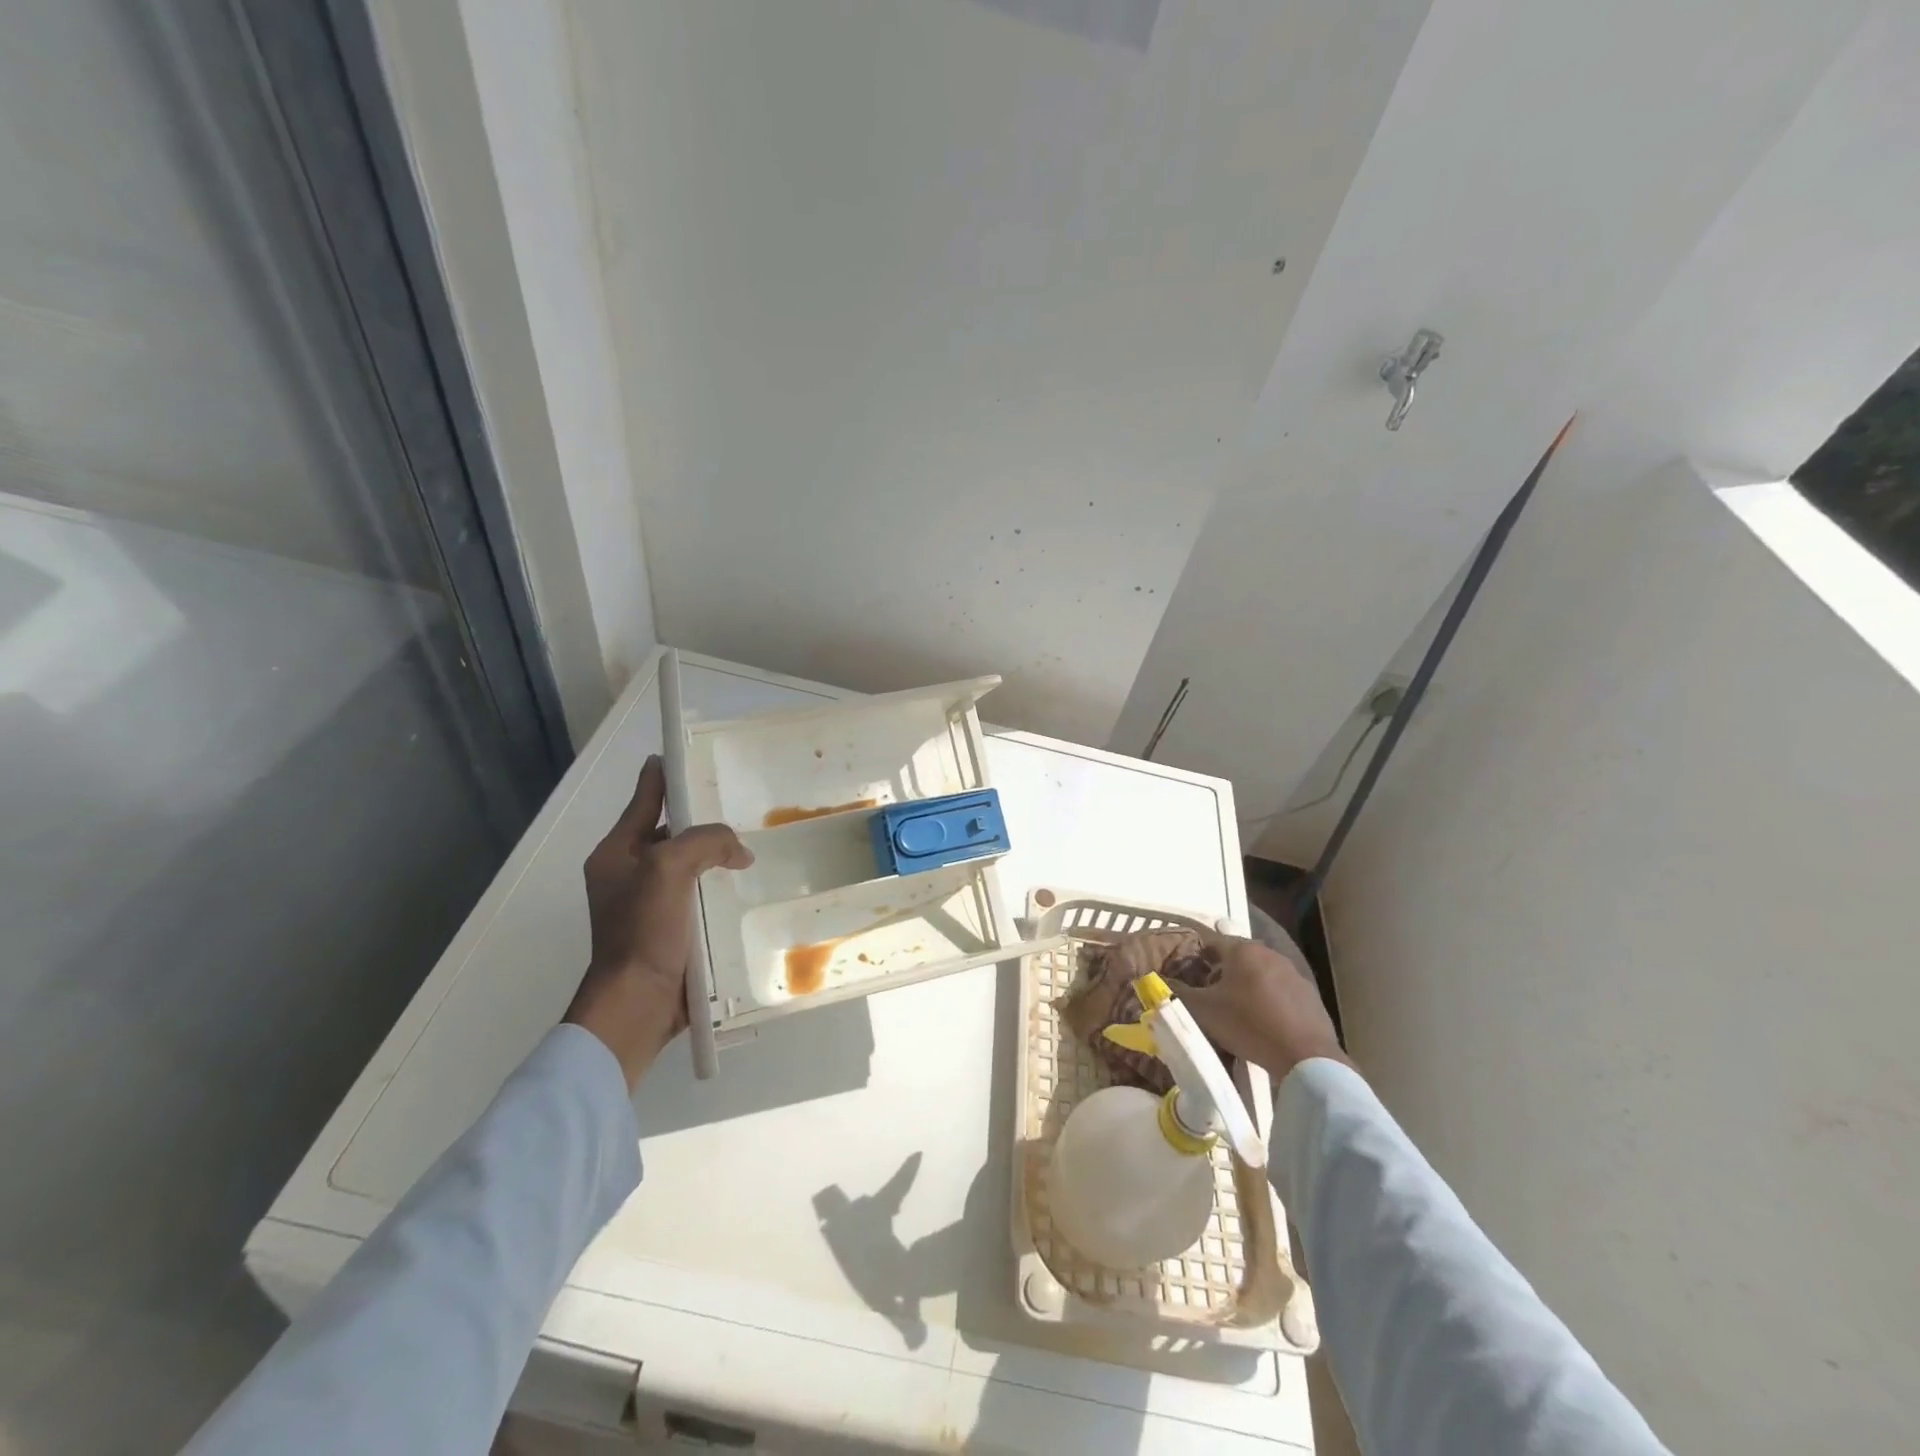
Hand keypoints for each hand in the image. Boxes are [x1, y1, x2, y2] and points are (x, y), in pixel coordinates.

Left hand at [564, 755, 753, 1087]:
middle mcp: (629, 873)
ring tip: (752, 848)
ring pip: (688, 865)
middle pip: (670, 831)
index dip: (666, 774)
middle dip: (702, 820)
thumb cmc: (643, 930)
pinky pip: (697, 895)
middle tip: (741, 807)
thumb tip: (737, 851)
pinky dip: (718, 888)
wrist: (637, 1004)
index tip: (690, 754)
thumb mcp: (670, 869)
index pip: (644, 798)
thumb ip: (705, 842)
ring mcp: (649, 903)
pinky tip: (745, 887)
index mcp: (617, 852)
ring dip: (715, 857)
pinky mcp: (669, 929)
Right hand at [1169, 933, 1348, 1079]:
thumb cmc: (1247, 1023)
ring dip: (1245, 986)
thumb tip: (1159, 981)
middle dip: (1220, 972)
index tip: (1186, 974)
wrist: (1305, 1055)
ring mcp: (1293, 973)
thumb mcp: (1203, 1010)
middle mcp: (1268, 953)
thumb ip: (1178, 992)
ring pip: (1259, 973)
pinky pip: (1279, 991)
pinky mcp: (1310, 995)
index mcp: (1242, 949)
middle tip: (1208, 996)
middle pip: (1236, 957)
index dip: (1194, 956)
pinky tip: (1263, 1023)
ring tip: (1235, 1012)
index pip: (1210, 941)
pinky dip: (1267, 1000)